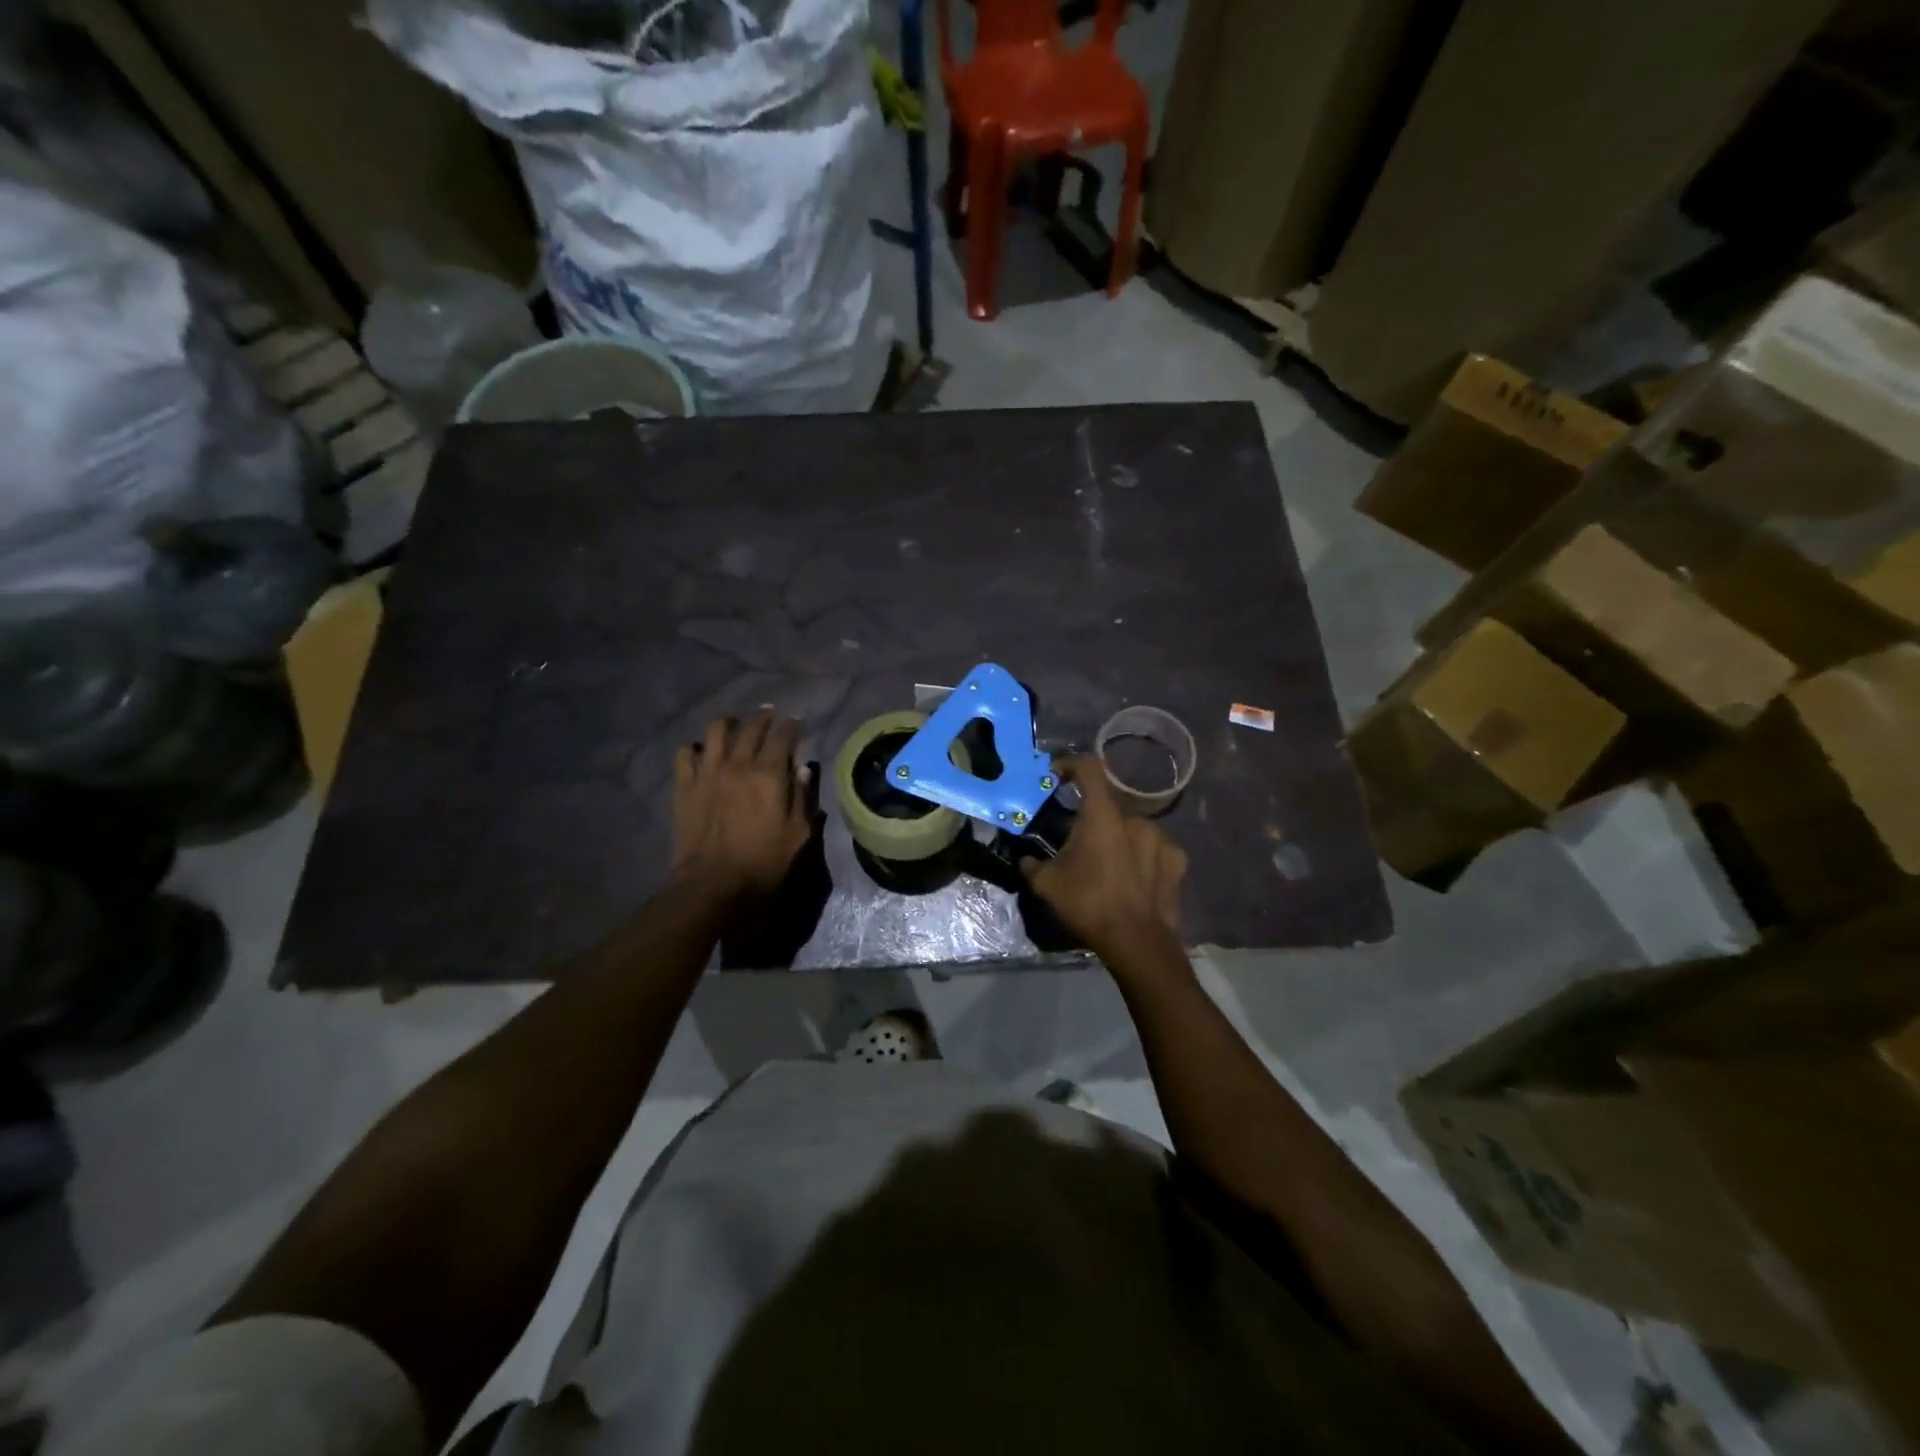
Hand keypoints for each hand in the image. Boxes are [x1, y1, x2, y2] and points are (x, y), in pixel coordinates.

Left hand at [671, 712, 808, 900]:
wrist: (714, 884)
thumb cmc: (764, 862)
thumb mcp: (798, 834)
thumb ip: (802, 797)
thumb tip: (803, 769)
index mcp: (769, 774)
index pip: (784, 735)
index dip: (793, 726)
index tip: (798, 724)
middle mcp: (738, 764)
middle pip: (751, 726)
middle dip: (764, 718)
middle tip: (770, 718)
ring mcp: (707, 772)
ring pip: (716, 730)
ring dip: (729, 725)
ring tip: (734, 729)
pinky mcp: (684, 785)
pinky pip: (685, 753)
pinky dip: (695, 749)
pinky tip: (702, 755)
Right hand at [1022, 755, 1185, 956]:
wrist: (1137, 942)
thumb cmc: (1088, 904)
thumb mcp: (1047, 885)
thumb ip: (1032, 865)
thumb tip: (1025, 859)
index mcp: (1102, 814)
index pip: (1088, 767)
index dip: (1070, 764)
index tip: (1056, 776)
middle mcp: (1135, 817)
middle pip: (1109, 802)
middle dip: (1091, 814)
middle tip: (1077, 836)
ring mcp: (1161, 838)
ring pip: (1133, 826)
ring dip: (1118, 835)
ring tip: (1106, 861)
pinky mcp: (1177, 860)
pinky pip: (1154, 848)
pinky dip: (1141, 854)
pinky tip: (1133, 876)